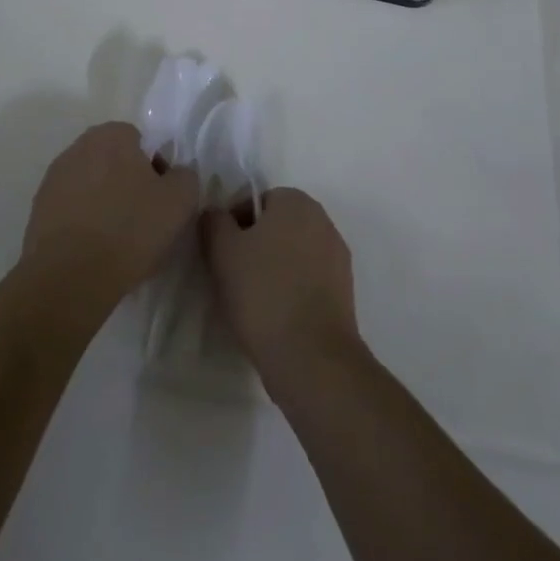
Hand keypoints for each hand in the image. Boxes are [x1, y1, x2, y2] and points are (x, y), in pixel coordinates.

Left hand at [22, 122, 199, 312]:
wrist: (70, 277)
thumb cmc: (130, 229)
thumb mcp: (180, 201)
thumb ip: (185, 175)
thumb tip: (175, 173)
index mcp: (112, 134)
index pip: (141, 142)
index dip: (155, 170)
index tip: (160, 201)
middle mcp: (79, 146)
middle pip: (114, 161)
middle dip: (128, 184)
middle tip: (142, 220)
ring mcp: (55, 177)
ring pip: (92, 185)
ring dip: (104, 202)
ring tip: (116, 240)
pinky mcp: (39, 208)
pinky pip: (72, 209)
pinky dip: (83, 222)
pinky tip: (93, 250)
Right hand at [202, 188, 357, 385]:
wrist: (312, 359)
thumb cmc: (262, 293)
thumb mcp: (221, 251)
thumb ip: (214, 221)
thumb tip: (217, 215)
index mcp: (296, 202)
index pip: (256, 201)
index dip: (234, 225)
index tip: (222, 254)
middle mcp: (323, 221)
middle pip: (277, 227)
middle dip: (256, 246)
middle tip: (233, 276)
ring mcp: (338, 258)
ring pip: (294, 255)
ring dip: (275, 269)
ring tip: (253, 302)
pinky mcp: (345, 293)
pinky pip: (309, 281)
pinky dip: (293, 291)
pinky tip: (277, 317)